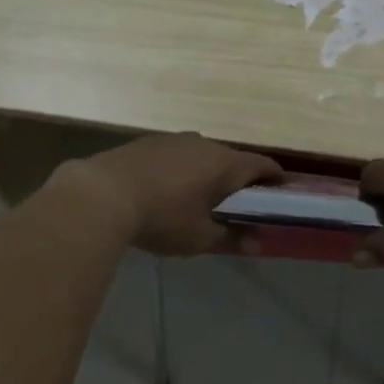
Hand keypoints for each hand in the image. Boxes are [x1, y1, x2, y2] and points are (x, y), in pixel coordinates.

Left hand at [65, 134, 281, 255]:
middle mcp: (203, 144)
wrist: (101, 194)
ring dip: (207, 173)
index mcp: (223, 164)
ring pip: (201, 155)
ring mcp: (173, 140)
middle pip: (231, 159)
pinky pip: (176, 155)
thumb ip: (231, 238)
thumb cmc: (161, 217)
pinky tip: (169, 189)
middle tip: (240, 202)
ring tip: (202, 197)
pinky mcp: (147, 143)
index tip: (281, 191)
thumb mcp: (199, 237)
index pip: (261, 164)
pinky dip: (181, 170)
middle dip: (238, 179)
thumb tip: (257, 243)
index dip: (274, 177)